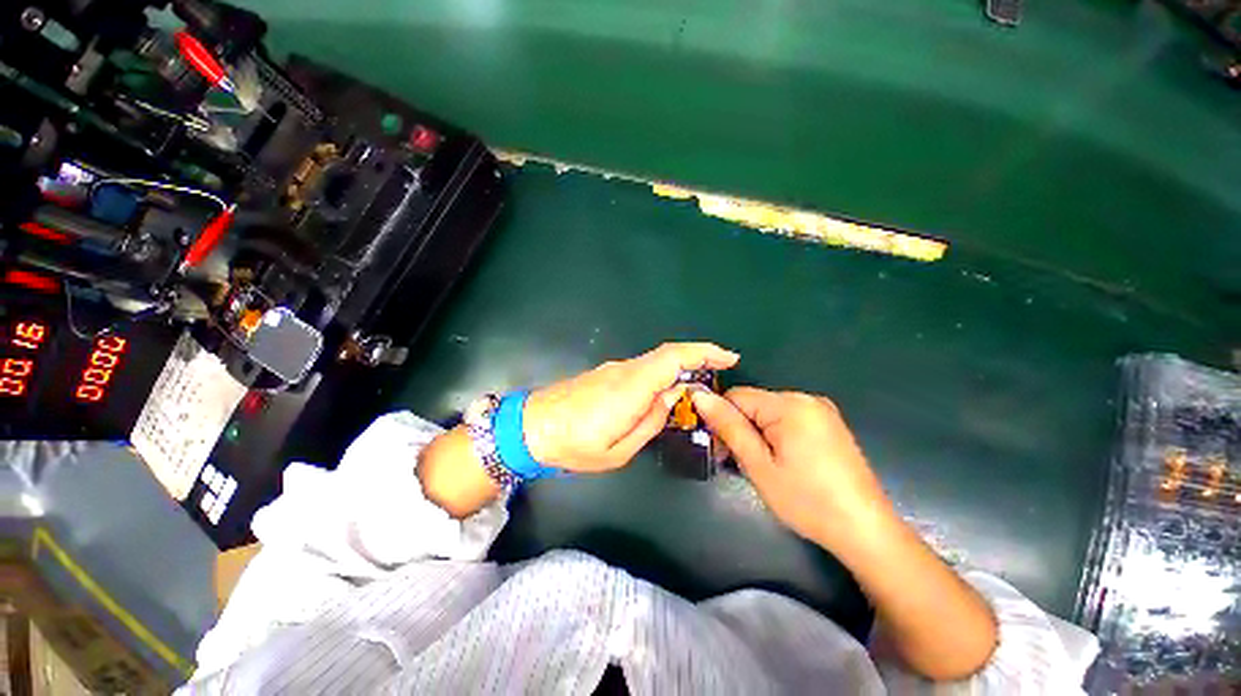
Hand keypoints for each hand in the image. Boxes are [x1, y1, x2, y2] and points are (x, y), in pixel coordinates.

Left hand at [523, 343, 738, 472]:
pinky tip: (665, 389)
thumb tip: (668, 400)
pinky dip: (662, 371)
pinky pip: (642, 367)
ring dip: (680, 365)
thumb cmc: (573, 445)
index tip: (728, 357)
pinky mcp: (606, 373)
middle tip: (721, 369)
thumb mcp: (618, 451)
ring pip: (655, 360)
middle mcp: (625, 370)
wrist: (530, 426)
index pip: (672, 358)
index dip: (703, 352)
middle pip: (667, 354)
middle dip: (698, 356)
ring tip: (697, 385)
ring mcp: (613, 369)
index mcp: (630, 388)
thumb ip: (649, 423)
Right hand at [691, 387, 893, 550]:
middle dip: (740, 428)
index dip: (721, 419)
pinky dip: (776, 435)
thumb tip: (699, 395)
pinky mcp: (829, 423)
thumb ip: (728, 426)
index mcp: (789, 404)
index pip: (736, 396)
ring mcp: (821, 410)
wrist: (866, 531)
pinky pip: (788, 419)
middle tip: (741, 463)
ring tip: (764, 467)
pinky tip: (784, 462)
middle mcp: (806, 398)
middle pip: (753, 403)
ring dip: (757, 434)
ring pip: (768, 412)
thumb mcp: (758, 465)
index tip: (721, 450)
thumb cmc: (807, 501)